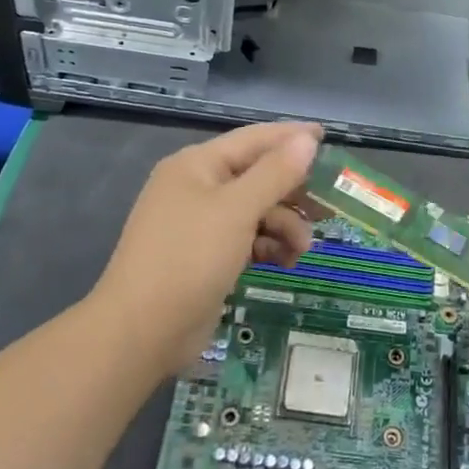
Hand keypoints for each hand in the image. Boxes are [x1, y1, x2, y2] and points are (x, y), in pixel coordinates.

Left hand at [95, 122, 321, 374]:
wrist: (141, 332)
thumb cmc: (189, 258)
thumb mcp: (237, 210)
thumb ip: (275, 173)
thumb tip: (306, 140)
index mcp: (197, 165)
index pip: (254, 139)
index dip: (291, 137)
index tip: (327, 138)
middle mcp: (197, 187)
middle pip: (257, 176)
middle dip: (292, 192)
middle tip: (327, 206)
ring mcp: (200, 224)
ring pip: (256, 211)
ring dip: (284, 225)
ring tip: (302, 249)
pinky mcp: (206, 256)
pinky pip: (247, 238)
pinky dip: (268, 246)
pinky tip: (285, 263)